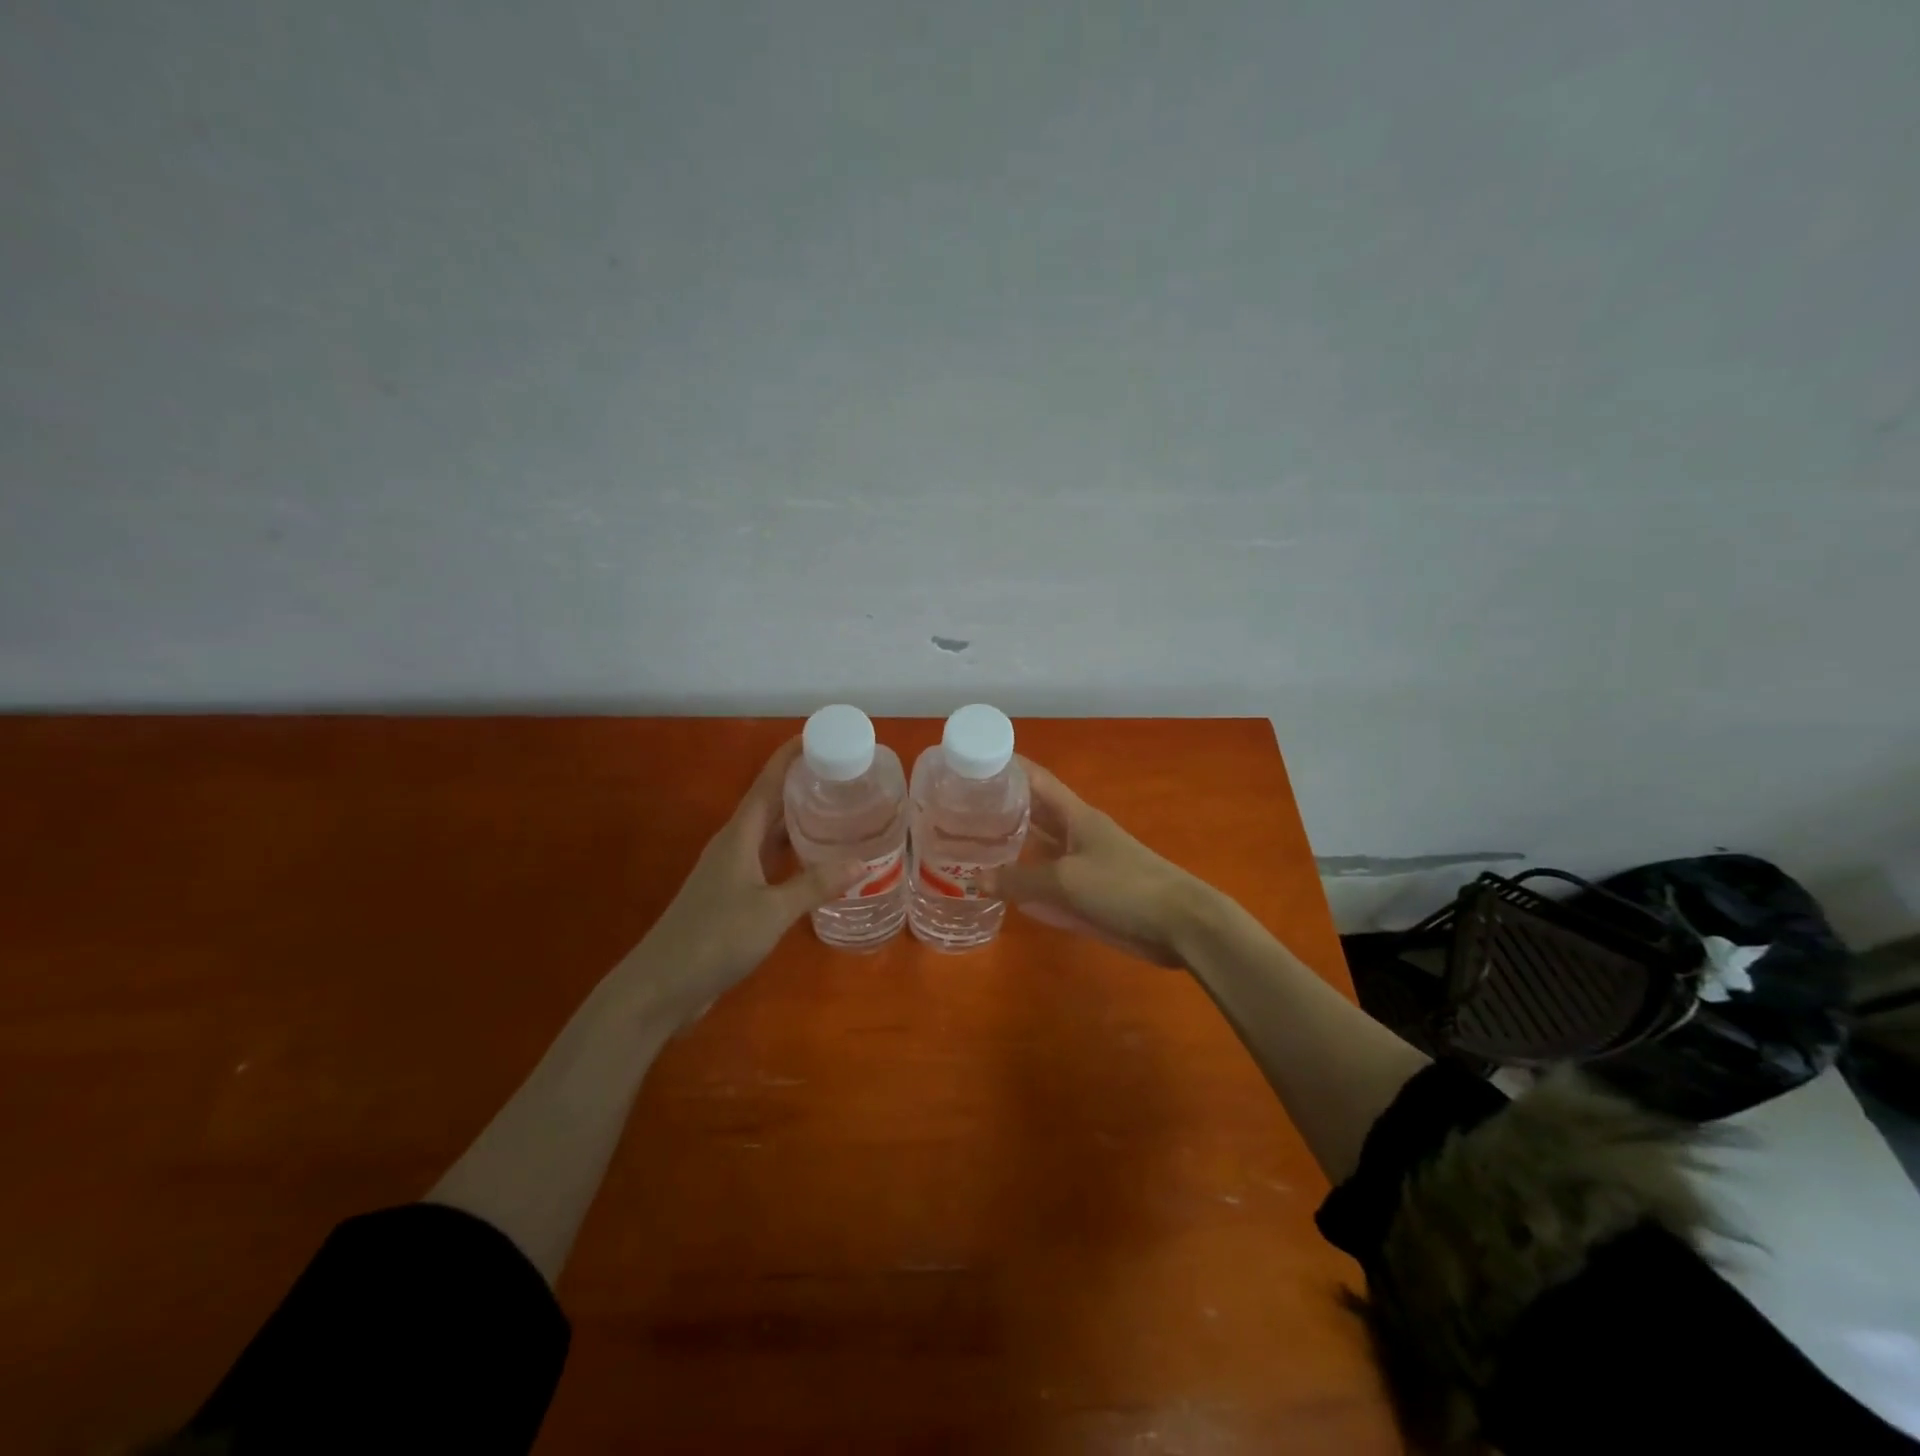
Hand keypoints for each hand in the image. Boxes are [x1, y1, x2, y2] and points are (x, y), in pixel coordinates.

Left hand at [629, 738, 861, 1027]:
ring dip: (799, 819)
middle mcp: (734, 845)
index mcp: (738, 836)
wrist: (661, 987)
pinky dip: (792, 854)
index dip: (790, 756)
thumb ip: (815, 885)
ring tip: (837, 809)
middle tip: (843, 773)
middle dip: (802, 784)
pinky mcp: (732, 896)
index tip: (820, 735)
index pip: (768, 783)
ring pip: (770, 834)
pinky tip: (815, 862)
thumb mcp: (771, 911)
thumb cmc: (714, 938)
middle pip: (770, 803)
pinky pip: (768, 861)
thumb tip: (862, 863)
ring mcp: (731, 872)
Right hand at [982, 761, 1210, 968]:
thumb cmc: (1124, 887)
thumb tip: (974, 880)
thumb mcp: (1066, 881)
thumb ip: (1020, 880)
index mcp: (1075, 816)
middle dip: (1000, 810)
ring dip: (1009, 849)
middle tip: (957, 811)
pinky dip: (1025, 885)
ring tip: (969, 847)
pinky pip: (1047, 885)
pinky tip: (1000, 890)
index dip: (1008, 768)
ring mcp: (1082, 865)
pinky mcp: (1087, 895)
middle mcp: (1075, 834)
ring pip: (1038, 850)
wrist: (1179, 925)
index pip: (1036, 780)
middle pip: (1033, 814)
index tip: (972, 763)